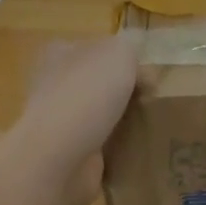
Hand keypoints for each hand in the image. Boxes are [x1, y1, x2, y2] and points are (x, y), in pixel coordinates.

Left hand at [5, 36, 137, 204]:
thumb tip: (138, 73)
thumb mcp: (120, 52)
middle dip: (123, 89)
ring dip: (121, 118)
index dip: (122, 57)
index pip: (95, 47)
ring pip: (99, 113)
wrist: (58, 156)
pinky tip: (136, 146)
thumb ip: (131, 52)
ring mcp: (58, 121)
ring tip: (150, 122)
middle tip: (151, 97)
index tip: (146, 72)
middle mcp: (54, 84)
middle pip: (98, 81)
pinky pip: (100, 144)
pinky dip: (117, 146)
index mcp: (59, 53)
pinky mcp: (66, 153)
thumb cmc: (87, 93)